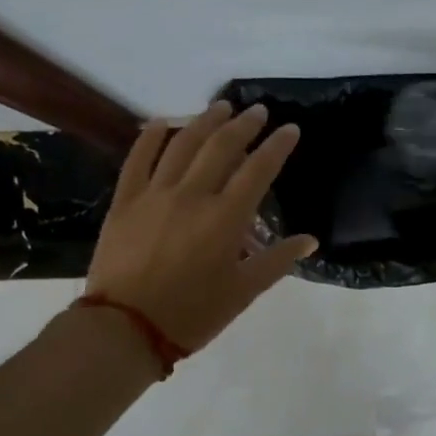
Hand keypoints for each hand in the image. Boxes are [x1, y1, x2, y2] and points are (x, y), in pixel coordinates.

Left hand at [85, 101, 315, 351]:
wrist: (126, 329)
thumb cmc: (192, 314)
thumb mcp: (243, 292)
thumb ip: (277, 261)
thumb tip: (310, 240)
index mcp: (225, 218)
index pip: (258, 170)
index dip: (277, 147)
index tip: (290, 129)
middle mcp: (192, 196)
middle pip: (221, 148)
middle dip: (243, 125)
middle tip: (258, 111)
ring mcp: (155, 195)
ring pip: (182, 145)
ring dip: (204, 122)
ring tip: (220, 107)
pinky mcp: (125, 201)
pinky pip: (137, 160)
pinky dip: (151, 137)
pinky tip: (163, 122)